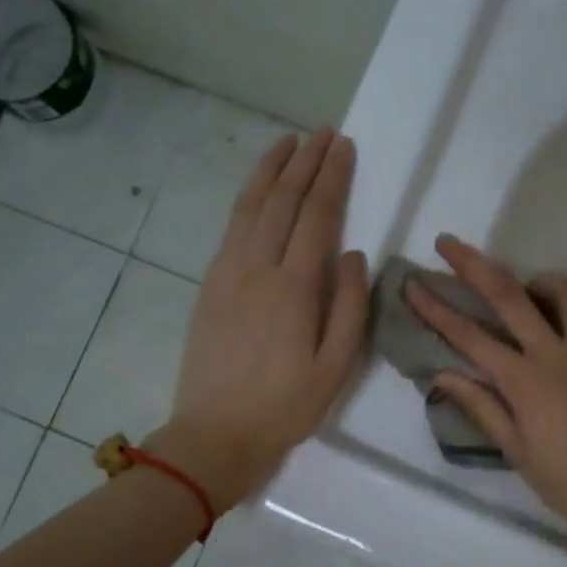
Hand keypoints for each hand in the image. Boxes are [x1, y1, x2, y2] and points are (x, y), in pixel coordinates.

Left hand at [156, 128, 368, 508]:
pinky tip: (259, 188)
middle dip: (306, 162)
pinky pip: (232, 226)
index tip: (345, 147)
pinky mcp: (210, 284)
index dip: (332, 178)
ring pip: (251, 205)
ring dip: (272, 169)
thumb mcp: (335, 367)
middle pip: (283, 201)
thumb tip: (356, 255)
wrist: (215, 434)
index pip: (317, 216)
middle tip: (324, 132)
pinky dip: (248, 197)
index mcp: (294, 288)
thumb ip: (351, 307)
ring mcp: (227, 272)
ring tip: (290, 142)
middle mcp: (257, 267)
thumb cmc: (285, 407)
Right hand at [407, 235, 566, 536]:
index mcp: (524, 380)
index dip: (436, 308)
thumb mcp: (515, 449)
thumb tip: (442, 375)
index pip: (468, 336)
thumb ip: (480, 406)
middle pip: (510, 295)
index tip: (413, 284)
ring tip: (530, 287)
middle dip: (474, 265)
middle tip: (449, 243)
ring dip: (541, 281)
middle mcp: (557, 352)